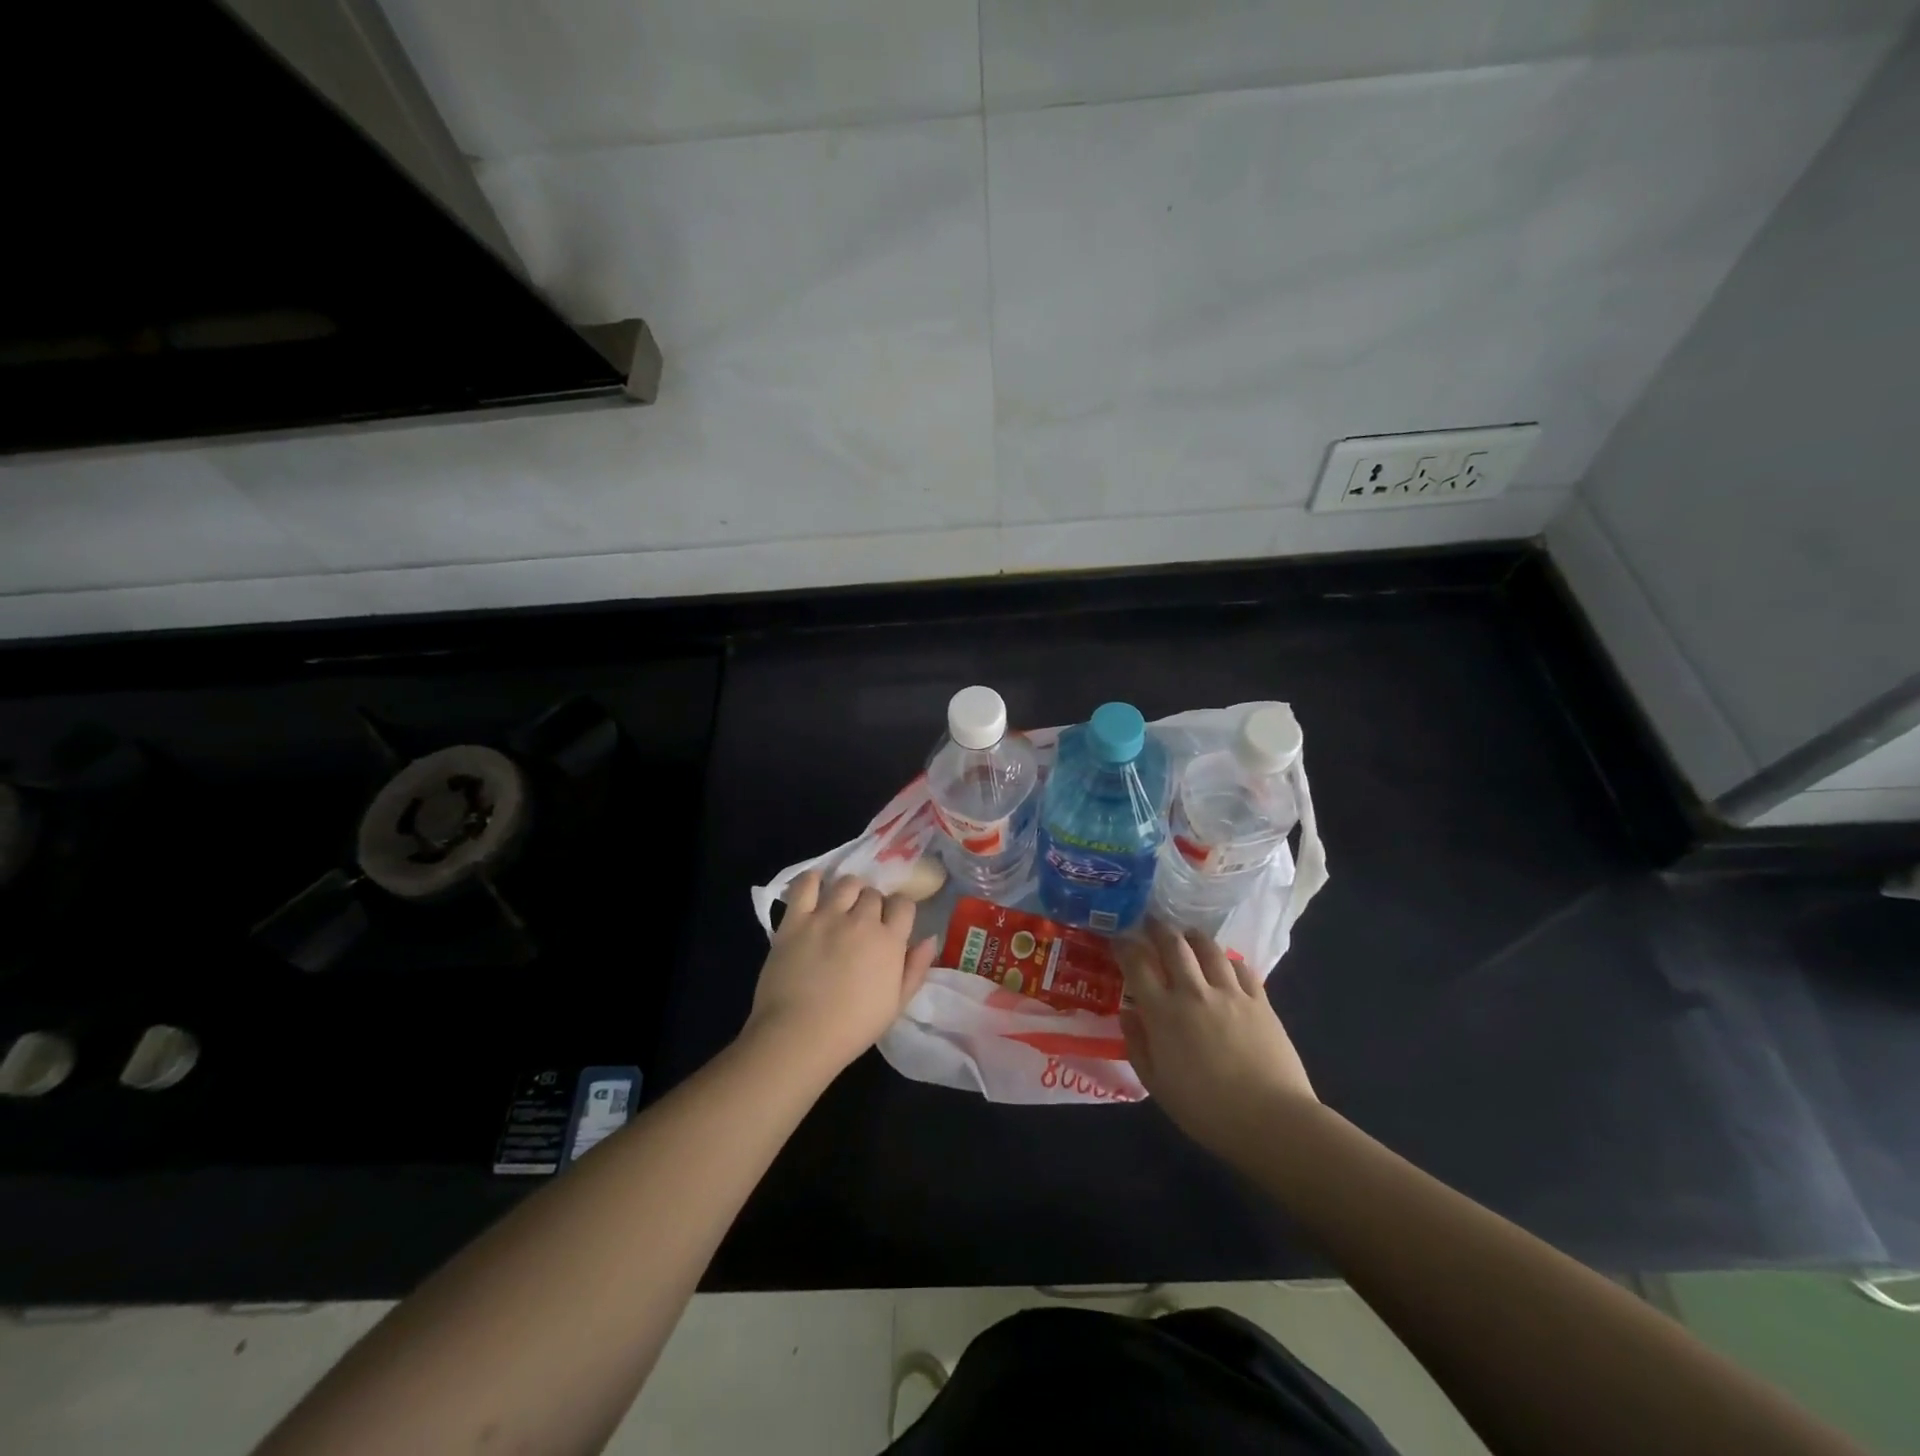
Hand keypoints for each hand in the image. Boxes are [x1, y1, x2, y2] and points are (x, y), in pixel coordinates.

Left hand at [744, 871, 937, 1078]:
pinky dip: (813, 880)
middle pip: (873, 893)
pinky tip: (816, 885)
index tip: (892, 923)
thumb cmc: (853, 1027)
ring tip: (842, 905)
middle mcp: (861, 920)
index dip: (899, 910)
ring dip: (849, 890)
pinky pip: (805, 885)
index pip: (903, 904)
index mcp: (889, 941)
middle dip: (872, 903)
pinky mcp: (796, 920)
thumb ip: (916, 968)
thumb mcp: (896, 1004)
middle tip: (863, 921)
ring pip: (846, 883)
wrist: (799, 1036)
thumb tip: (931, 939)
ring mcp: (826, 916)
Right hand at [1117, 920, 1316, 1155]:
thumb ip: (1138, 1045)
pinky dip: (1228, 960)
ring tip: (1187, 934)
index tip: (1118, 938)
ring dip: (1193, 936)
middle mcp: (1194, 992)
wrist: (1272, 1121)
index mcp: (1164, 1013)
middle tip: (1150, 922)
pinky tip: (1225, 963)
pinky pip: (1241, 967)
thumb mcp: (1157, 1086)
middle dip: (1158, 928)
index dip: (1124, 945)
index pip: (1137, 964)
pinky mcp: (1260, 1000)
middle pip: (1173, 944)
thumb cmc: (1206, 1111)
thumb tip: (1128, 1013)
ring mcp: (1230, 993)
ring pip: (1209, 948)